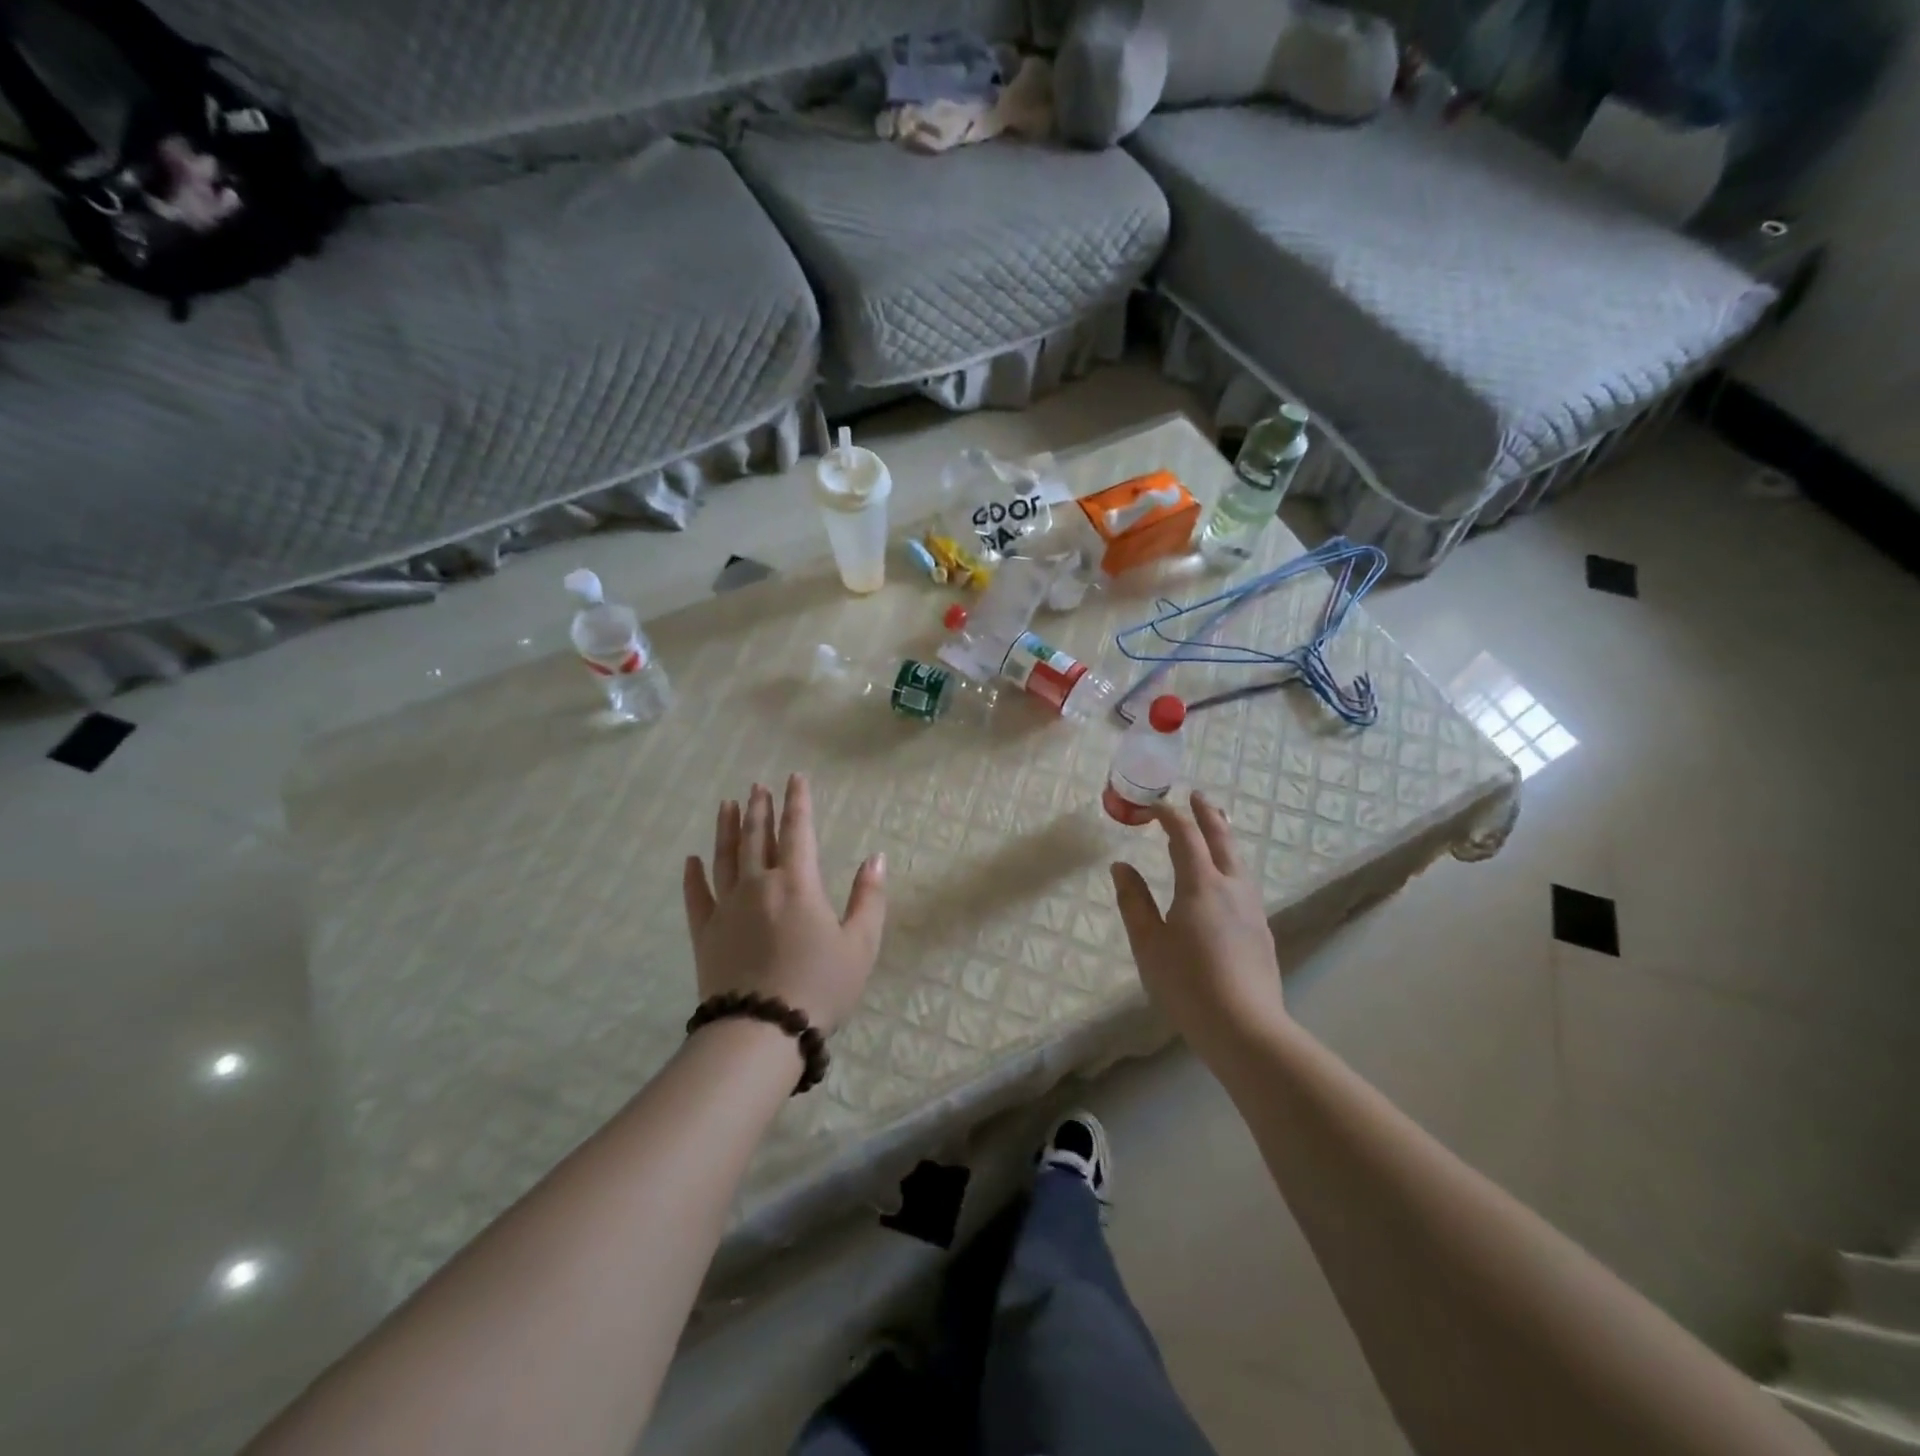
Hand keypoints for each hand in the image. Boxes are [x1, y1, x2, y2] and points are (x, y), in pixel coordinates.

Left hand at [682, 775, 886, 1033]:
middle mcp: (759, 884)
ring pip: (725, 857)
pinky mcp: (706, 933)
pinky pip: (696, 896)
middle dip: (760, 808)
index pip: (798, 830)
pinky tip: (691, 859)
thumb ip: (869, 897)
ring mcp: (727, 907)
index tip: (794, 777)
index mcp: (798, 883)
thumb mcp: (860, 944)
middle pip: (758, 837)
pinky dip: (693, 876)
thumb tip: (876, 857)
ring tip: (727, 804)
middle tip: (757, 786)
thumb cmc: (820, 986)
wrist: (763, 1030)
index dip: (798, 802)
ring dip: (727, 828)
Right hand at [1110, 791, 1285, 1058]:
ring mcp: (1252, 908)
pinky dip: (1230, 863)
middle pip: (1221, 839)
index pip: (1186, 836)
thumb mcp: (1148, 944)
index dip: (1170, 816)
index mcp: (1201, 885)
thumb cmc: (1187, 984)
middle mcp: (1232, 887)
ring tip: (1214, 827)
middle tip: (1196, 796)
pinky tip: (1224, 878)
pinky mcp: (1261, 929)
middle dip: (1207, 814)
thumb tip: (1121, 866)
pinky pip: (1244, 881)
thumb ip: (1134, 901)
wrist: (1245, 1028)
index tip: (1153, 806)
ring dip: (1223, 837)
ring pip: (1238, 859)